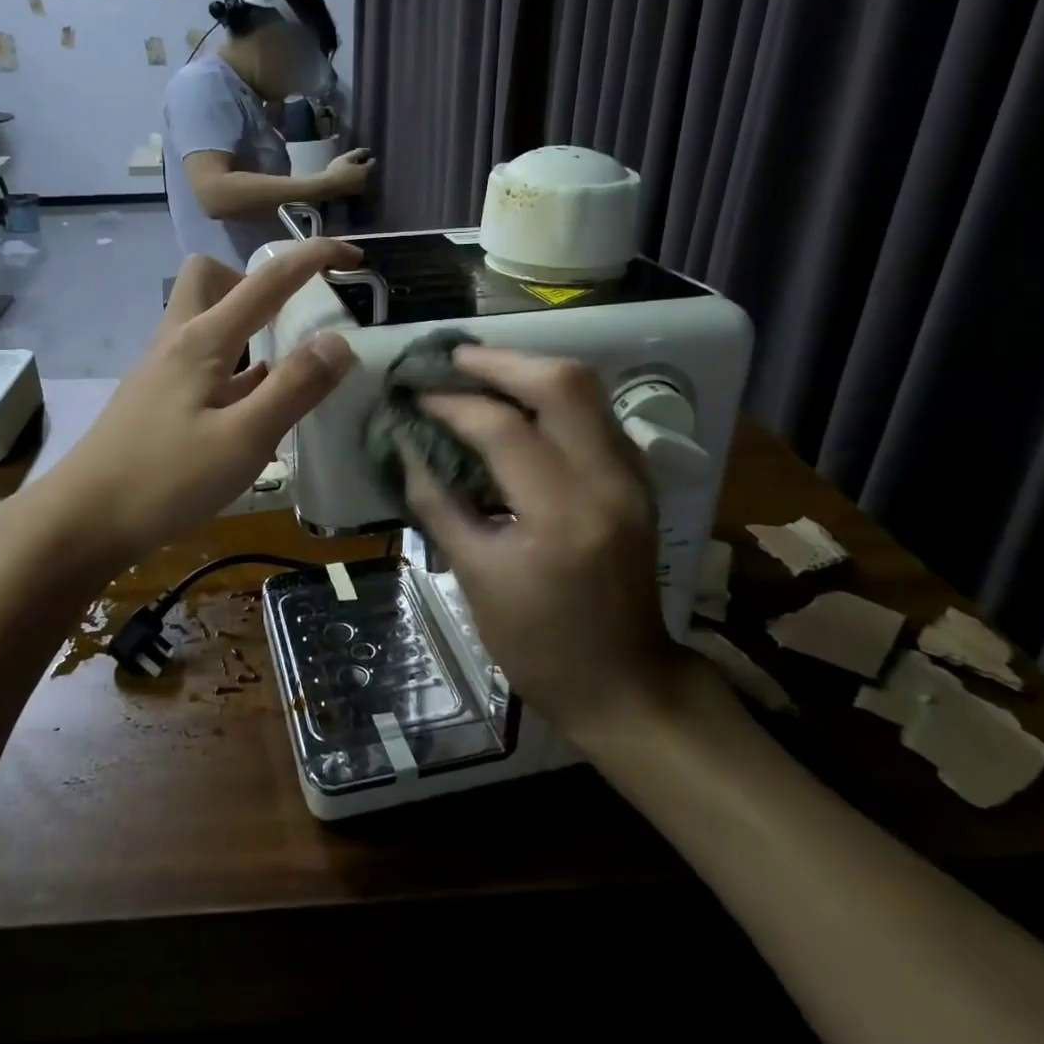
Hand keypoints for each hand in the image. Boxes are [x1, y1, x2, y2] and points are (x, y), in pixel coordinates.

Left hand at [41, 239, 359, 561]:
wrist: (82, 522)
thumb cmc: (165, 480)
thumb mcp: (243, 439)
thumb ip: (294, 388)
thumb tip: (339, 341)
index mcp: (203, 339)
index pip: (268, 279)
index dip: (315, 258)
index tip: (356, 258)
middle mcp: (179, 342)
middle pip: (212, 278)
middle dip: (257, 284)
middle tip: (290, 321)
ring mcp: (163, 371)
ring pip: (206, 320)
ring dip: (247, 327)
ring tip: (284, 370)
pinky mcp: (158, 400)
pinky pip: (203, 361)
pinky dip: (235, 367)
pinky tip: (252, 409)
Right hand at [318, 147, 373, 196]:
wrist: (328, 187)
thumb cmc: (337, 170)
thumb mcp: (346, 157)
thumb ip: (358, 152)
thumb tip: (368, 150)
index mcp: (366, 170)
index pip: (373, 162)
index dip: (367, 157)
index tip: (359, 156)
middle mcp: (367, 180)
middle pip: (370, 170)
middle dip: (365, 166)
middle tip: (355, 162)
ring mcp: (362, 188)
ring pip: (366, 178)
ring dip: (361, 174)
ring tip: (352, 170)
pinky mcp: (356, 193)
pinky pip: (360, 184)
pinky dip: (358, 180)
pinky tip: (350, 178)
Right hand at [398, 347, 704, 734]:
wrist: (624, 682)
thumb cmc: (538, 643)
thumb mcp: (475, 576)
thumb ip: (437, 501)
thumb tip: (406, 443)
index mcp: (563, 515)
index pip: (503, 429)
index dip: (452, 403)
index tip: (415, 395)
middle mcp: (609, 481)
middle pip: (563, 383)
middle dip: (499, 361)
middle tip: (449, 361)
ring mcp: (633, 475)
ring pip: (586, 388)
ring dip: (527, 370)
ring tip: (475, 373)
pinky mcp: (637, 478)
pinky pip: (593, 412)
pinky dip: (550, 396)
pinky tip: (515, 404)